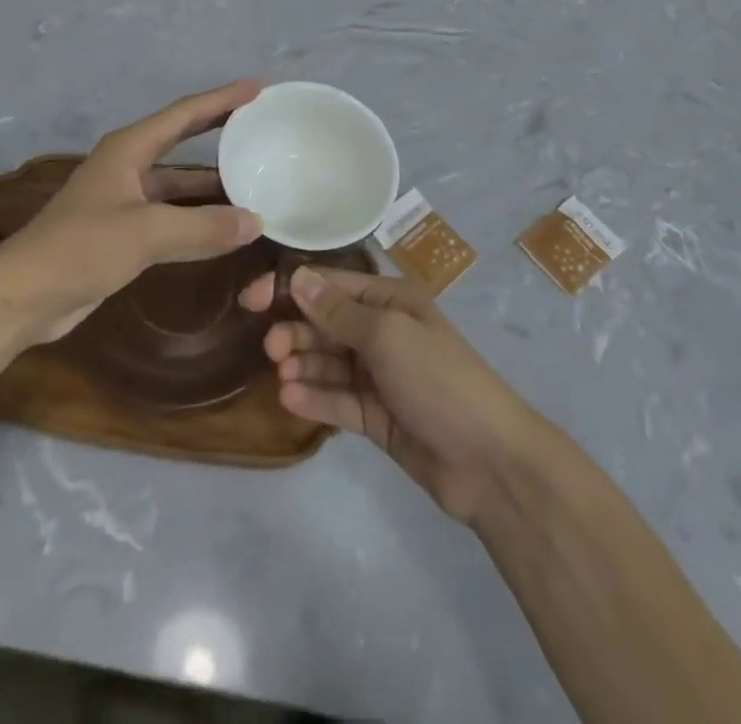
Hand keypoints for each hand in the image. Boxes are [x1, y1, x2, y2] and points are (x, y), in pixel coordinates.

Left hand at [0, 80, 265, 341]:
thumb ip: (203, 227)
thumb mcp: (146, 232)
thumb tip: (256, 222)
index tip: (258, 87)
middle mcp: (129, 166)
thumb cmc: (80, 248)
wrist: (23, 296)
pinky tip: (226, 226)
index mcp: (129, 149)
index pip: (185, 114)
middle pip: (183, 139)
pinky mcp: (125, 232)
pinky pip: (173, 215)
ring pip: (179, 182)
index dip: (222, 98)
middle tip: (259, 121)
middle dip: (219, 129)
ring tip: (254, 175)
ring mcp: (126, 199)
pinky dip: (199, 217)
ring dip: (212, 181)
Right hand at [239, 266, 541, 524]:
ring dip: (303, 365)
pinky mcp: (376, 416)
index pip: (332, 285)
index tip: (252, 300)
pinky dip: (316, 398)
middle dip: (297, 331)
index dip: (292, 289)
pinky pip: (338, 400)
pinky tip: (292, 400)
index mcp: (391, 301)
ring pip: (329, 363)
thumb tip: (298, 279)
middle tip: (271, 350)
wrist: (488, 460)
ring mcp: (380, 376)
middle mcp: (383, 332)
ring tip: (283, 376)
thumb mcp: (387, 335)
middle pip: (327, 324)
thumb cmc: (438, 379)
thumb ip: (338, 312)